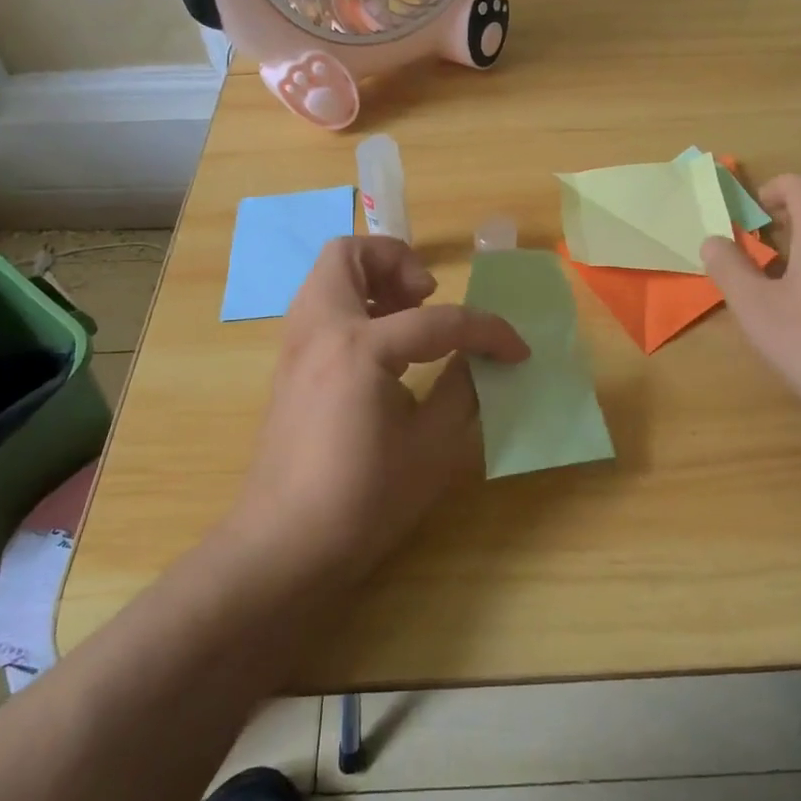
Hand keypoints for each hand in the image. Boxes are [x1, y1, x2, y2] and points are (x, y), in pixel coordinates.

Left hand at [227, 236, 528, 583]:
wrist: (284, 547)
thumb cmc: (363, 501)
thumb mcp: (432, 448)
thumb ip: (463, 389)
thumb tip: (483, 358)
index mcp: (360, 347)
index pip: (438, 320)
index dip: (488, 332)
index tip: (516, 351)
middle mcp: (320, 329)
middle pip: (350, 254)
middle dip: (398, 262)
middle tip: (428, 297)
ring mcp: (296, 345)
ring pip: (328, 276)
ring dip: (373, 281)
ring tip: (409, 320)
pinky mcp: (289, 366)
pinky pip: (321, 308)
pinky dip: (355, 307)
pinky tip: (383, 353)